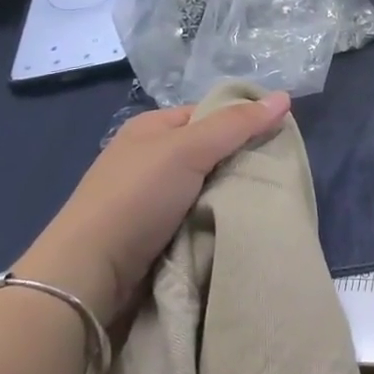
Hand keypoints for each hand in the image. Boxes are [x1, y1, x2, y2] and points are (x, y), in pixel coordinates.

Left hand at [15, 92, 290, 323]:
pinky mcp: (155, 236)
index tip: (278, 139)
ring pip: (209, 188)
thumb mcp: (188, 149)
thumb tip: (284, 96)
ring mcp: (151, 200)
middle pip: (212, 151)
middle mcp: (150, 159)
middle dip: (242, 163)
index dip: (243, 121)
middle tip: (276, 175)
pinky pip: (198, 219)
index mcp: (152, 129)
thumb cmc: (136, 198)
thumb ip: (237, 125)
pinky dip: (217, 222)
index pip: (210, 114)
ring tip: (266, 203)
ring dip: (232, 197)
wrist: (88, 276)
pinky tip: (239, 227)